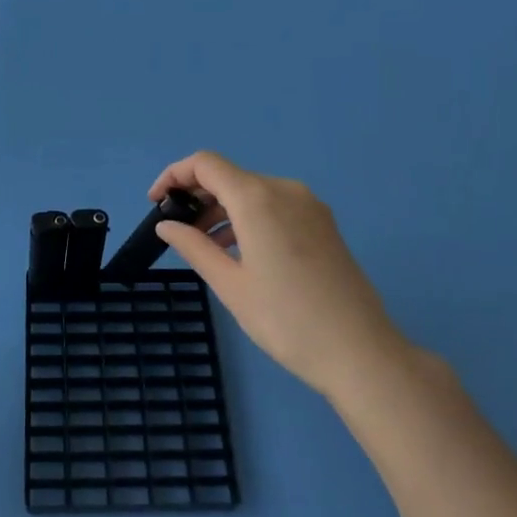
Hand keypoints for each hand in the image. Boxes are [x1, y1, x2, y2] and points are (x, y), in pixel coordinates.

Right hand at [150, 150, 410, 400]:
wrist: (361, 352)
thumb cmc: (286, 320)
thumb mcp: (230, 285)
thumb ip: (194, 247)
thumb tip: (166, 224)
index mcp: (258, 198)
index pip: (205, 164)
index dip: (174, 175)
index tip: (155, 204)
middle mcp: (284, 189)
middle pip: (230, 176)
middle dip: (197, 196)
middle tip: (177, 231)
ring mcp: (309, 205)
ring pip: (252, 191)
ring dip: (222, 209)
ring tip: (205, 247)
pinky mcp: (323, 223)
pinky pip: (275, 206)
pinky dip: (248, 218)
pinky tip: (239, 251)